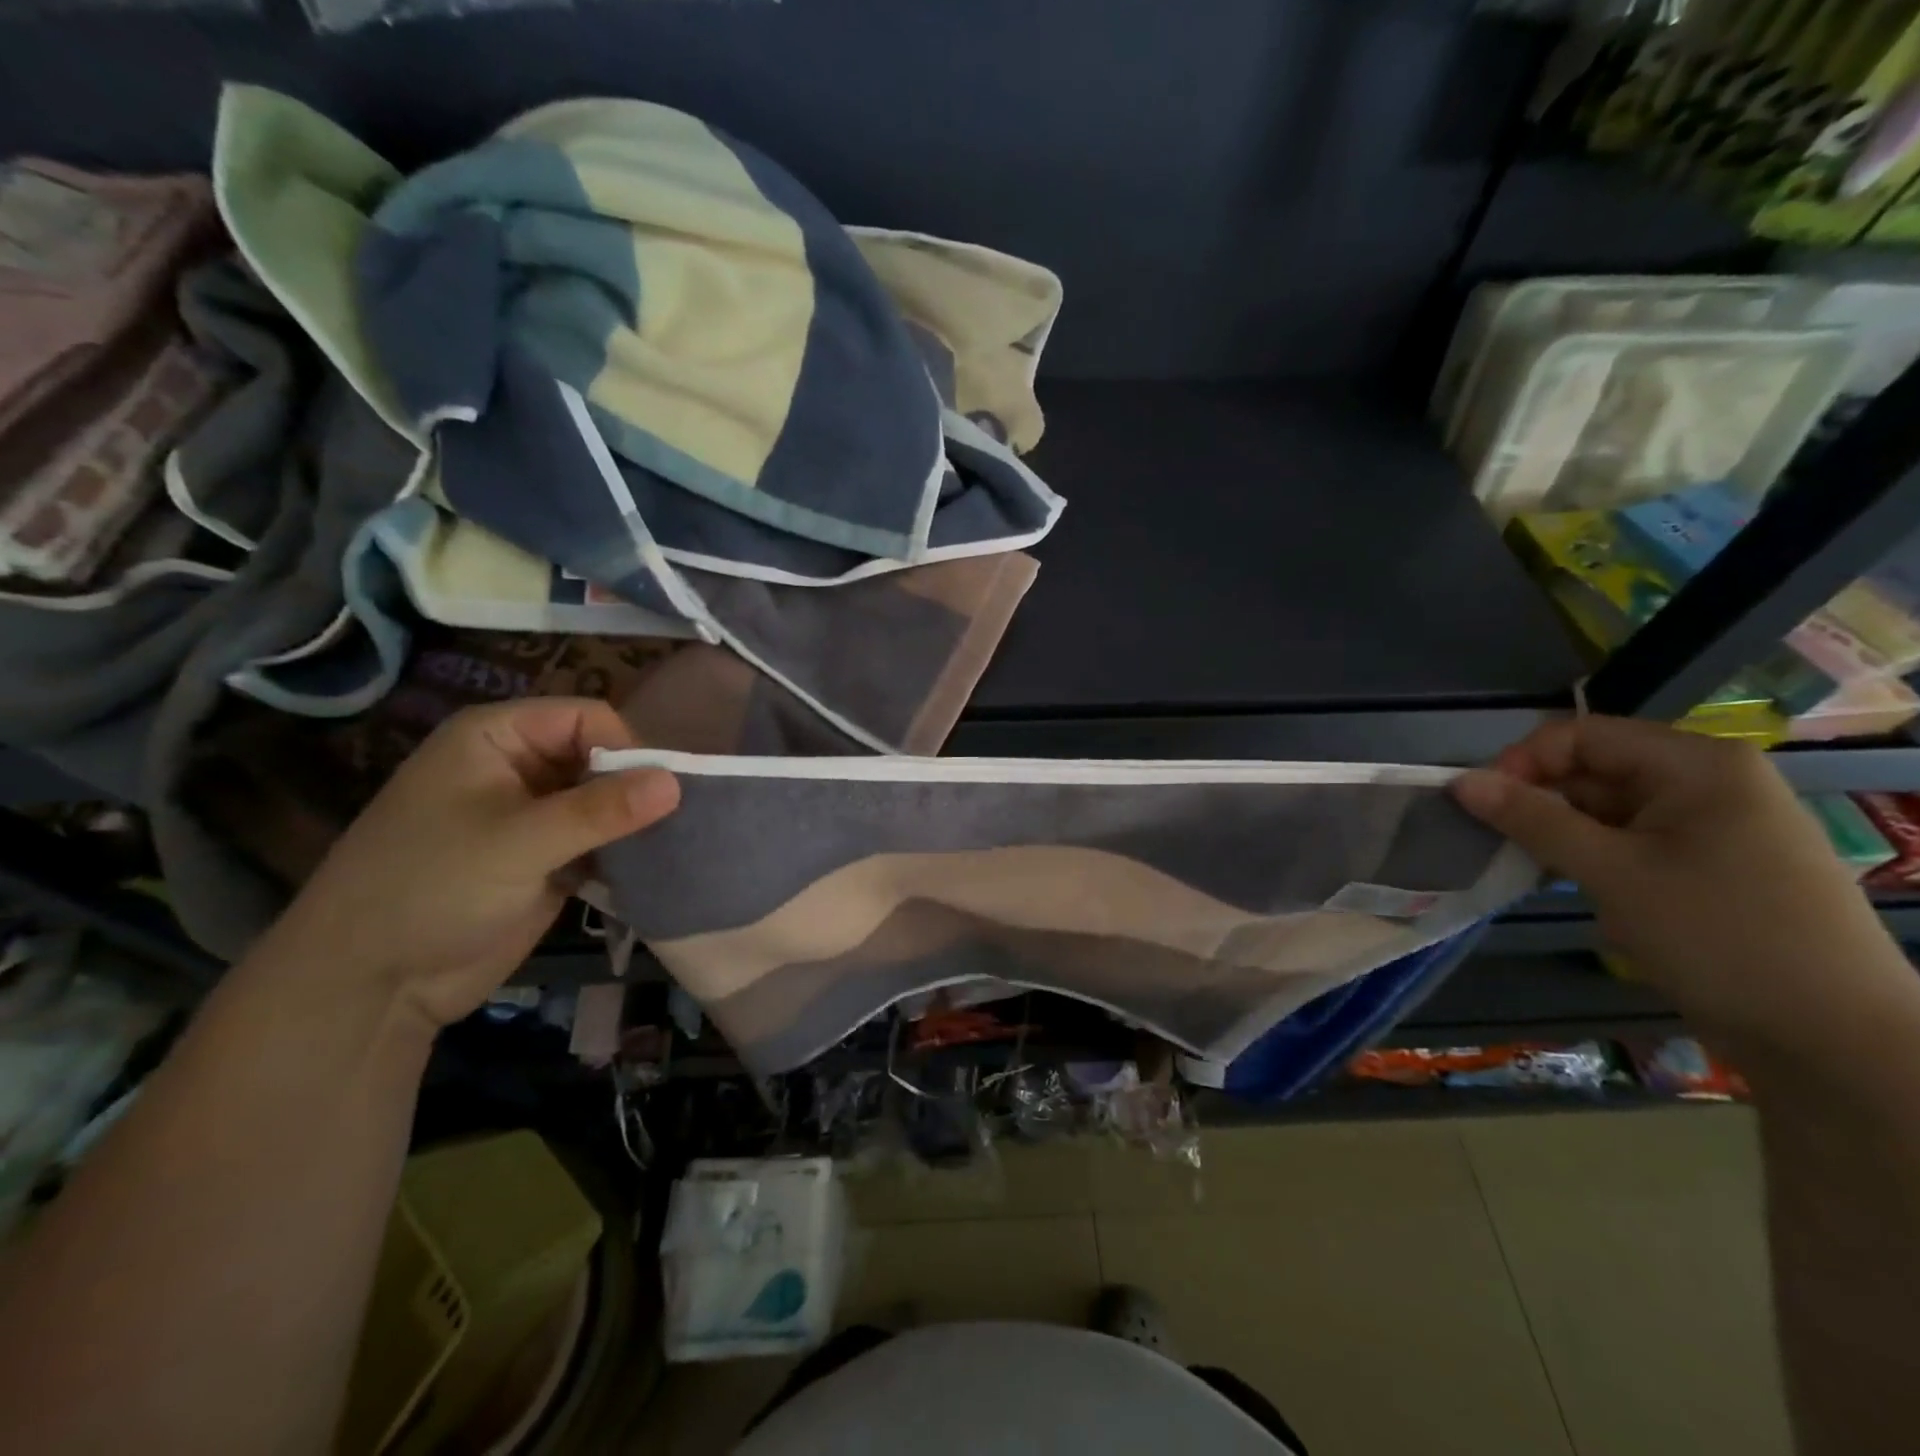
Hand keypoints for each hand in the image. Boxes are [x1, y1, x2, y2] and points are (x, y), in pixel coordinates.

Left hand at [253, 699, 679, 1030]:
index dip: (626, 748)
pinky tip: (649, 868)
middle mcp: (518, 766)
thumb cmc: (430, 889)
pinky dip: (624, 851)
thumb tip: (677, 782)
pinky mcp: (547, 858)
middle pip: (602, 756)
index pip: (588, 718)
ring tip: (668, 846)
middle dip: (636, 787)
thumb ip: (600, 810)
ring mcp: (534, 815)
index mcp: (498, 738)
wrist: (372, 983)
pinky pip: (601, 840)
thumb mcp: (518, 842)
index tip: (657, 793)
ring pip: (606, 800)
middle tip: (672, 822)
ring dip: (635, 822)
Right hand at [1453, 715, 1915, 1061]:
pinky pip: (1628, 840)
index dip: (1523, 762)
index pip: (1581, 735)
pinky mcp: (1706, 864)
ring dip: (1559, 833)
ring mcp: (1711, 825)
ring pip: (1605, 809)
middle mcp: (1707, 782)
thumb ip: (1532, 819)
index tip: (1482, 806)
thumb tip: (1459, 781)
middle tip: (1495, 842)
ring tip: (1526, 867)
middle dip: (1538, 801)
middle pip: (1593, 769)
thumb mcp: (1611, 872)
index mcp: (1696, 765)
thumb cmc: (1719, 936)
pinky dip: (1589, 856)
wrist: (1834, 1039)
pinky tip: (1568, 884)